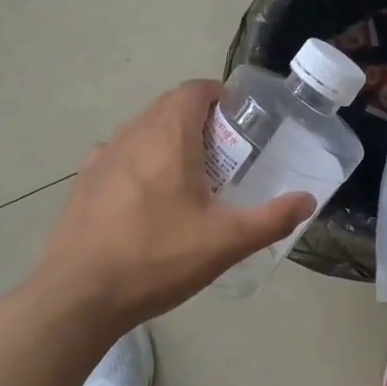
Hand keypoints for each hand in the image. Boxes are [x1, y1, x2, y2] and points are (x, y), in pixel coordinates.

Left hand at [33, 80, 313, 328]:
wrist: (79, 295)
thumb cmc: (157, 258)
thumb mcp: (226, 242)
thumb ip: (272, 218)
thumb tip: (307, 200)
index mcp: (168, 136)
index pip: (194, 90)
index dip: (219, 96)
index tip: (240, 120)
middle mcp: (132, 134)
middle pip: (169, 107)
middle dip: (199, 120)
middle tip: (225, 154)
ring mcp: (102, 157)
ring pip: (142, 131)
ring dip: (169, 140)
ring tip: (190, 177)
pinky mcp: (84, 182)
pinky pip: (120, 156)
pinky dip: (141, 162)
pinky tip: (149, 199)